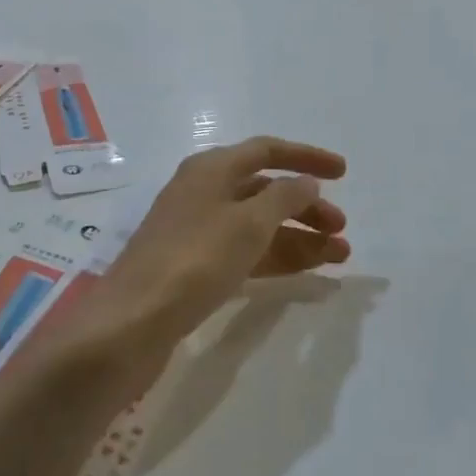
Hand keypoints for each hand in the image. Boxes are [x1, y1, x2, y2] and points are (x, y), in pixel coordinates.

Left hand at [95, 136, 349, 353]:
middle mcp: (204, 193)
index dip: (308, 157)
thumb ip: (285, 197)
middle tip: (341, 229)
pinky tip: (307, 270)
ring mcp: (199, 232)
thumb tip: (307, 182)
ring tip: (339, 256)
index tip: (344, 172)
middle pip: (266, 190)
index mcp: (212, 168)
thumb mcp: (248, 222)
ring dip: (300, 236)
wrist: (131, 324)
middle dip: (307, 207)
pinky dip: (278, 257)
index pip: (268, 150)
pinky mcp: (196, 268)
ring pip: (260, 225)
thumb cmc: (194, 260)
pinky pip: (248, 252)